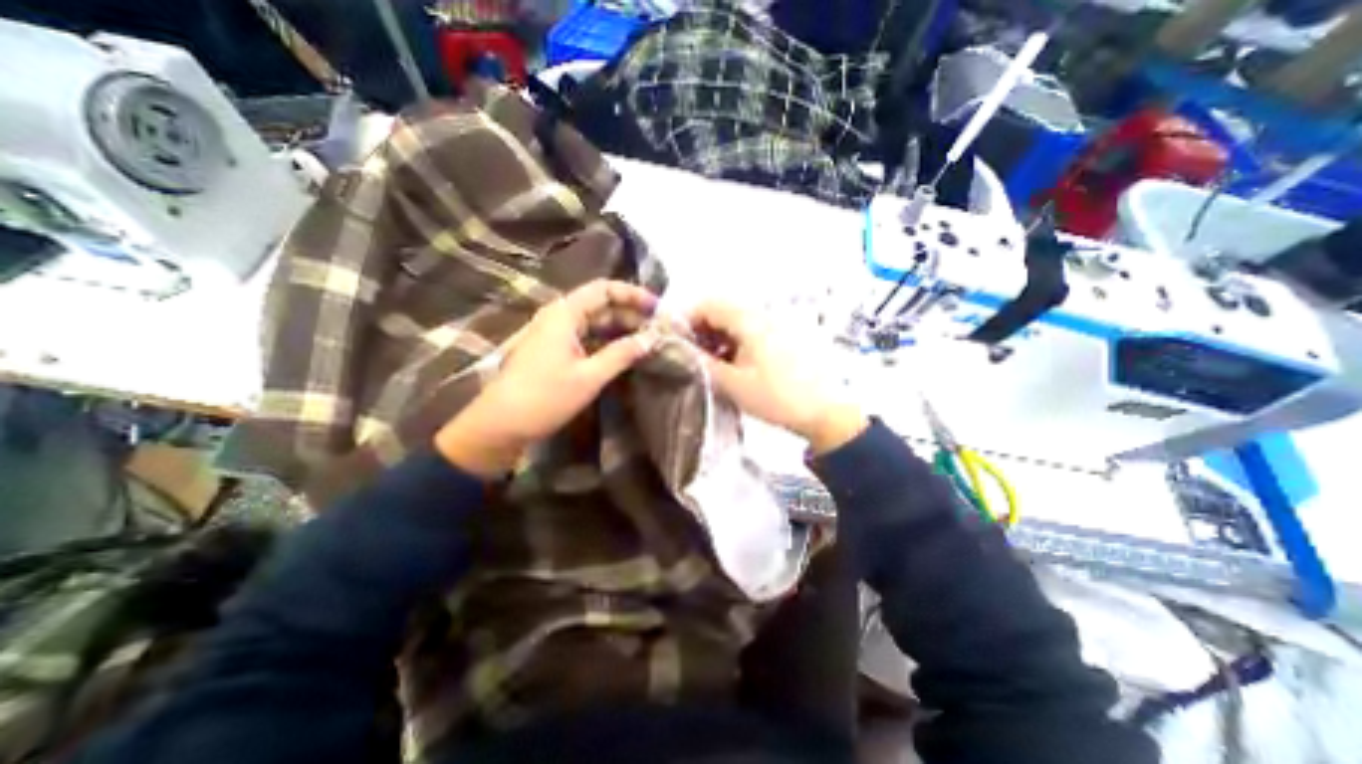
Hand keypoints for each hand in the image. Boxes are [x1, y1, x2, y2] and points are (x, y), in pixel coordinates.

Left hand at [431, 282, 654, 475]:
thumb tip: (652, 339)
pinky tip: (624, 353)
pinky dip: (607, 342)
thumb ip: (622, 354)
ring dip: (620, 329)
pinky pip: (587, 338)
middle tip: (658, 330)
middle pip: (601, 305)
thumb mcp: (589, 377)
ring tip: (647, 341)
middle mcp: (559, 316)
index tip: (658, 309)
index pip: (604, 289)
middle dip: (630, 314)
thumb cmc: (544, 398)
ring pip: (595, 322)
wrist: (500, 425)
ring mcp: (555, 334)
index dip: (633, 295)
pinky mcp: (554, 350)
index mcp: (564, 314)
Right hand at [688, 300, 864, 453]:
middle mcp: (764, 315)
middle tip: (695, 357)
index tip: (679, 343)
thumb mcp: (733, 384)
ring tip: (713, 364)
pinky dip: (737, 343)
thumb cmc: (777, 398)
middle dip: (703, 330)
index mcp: (750, 321)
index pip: (709, 305)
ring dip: (720, 337)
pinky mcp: (785, 337)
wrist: (825, 412)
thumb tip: (680, 350)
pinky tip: (735, 365)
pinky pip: (753, 331)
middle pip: (723, 311)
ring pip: (738, 321)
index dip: (688, 320)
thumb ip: (702, 363)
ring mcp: (777, 325)